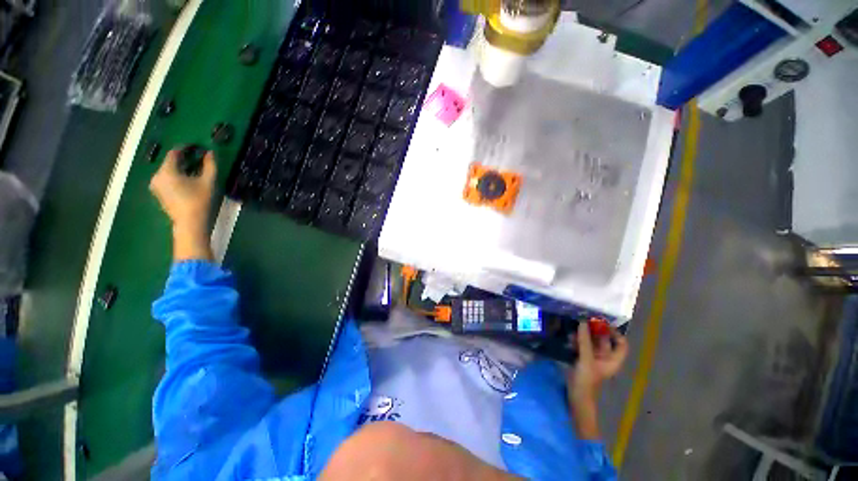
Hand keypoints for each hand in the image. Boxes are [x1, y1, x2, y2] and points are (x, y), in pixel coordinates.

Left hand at [149, 149, 216, 260]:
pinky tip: (187, 180)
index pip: (174, 153)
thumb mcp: (208, 181)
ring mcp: (156, 185)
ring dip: (180, 168)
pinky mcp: (159, 193)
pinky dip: (176, 176)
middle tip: (197, 158)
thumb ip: (210, 165)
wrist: (190, 223)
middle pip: (170, 162)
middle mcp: (157, 176)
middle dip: (183, 159)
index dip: (185, 148)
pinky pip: (166, 179)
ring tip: (194, 169)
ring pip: (168, 171)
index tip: (196, 146)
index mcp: (167, 171)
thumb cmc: (199, 201)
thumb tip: (210, 152)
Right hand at [567, 322, 627, 438]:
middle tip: (583, 319)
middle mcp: (605, 357)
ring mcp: (593, 358)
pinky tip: (568, 337)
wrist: (577, 397)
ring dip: (583, 335)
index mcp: (613, 359)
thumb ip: (584, 340)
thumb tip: (583, 321)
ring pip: (591, 342)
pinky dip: (577, 340)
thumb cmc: (587, 380)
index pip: (621, 343)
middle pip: (603, 340)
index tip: (602, 323)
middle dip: (594, 330)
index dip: (614, 332)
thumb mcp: (586, 359)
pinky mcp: (582, 359)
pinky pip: (581, 346)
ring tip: (573, 328)